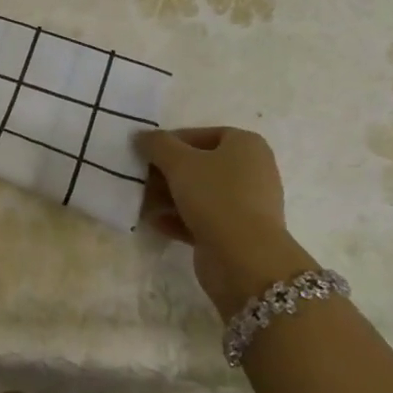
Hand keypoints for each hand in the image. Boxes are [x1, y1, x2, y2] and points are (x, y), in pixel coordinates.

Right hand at [135, 126, 313, 316]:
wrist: (244, 259)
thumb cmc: (215, 196)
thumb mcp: (179, 162)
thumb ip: (158, 144)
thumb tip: (142, 136)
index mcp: (246, 146)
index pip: (204, 134)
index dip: (173, 140)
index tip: (148, 152)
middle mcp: (251, 171)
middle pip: (200, 165)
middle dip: (167, 172)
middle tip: (141, 178)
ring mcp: (245, 204)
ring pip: (199, 193)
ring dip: (169, 196)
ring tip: (142, 202)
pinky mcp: (236, 232)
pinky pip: (202, 218)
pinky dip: (178, 219)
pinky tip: (154, 222)